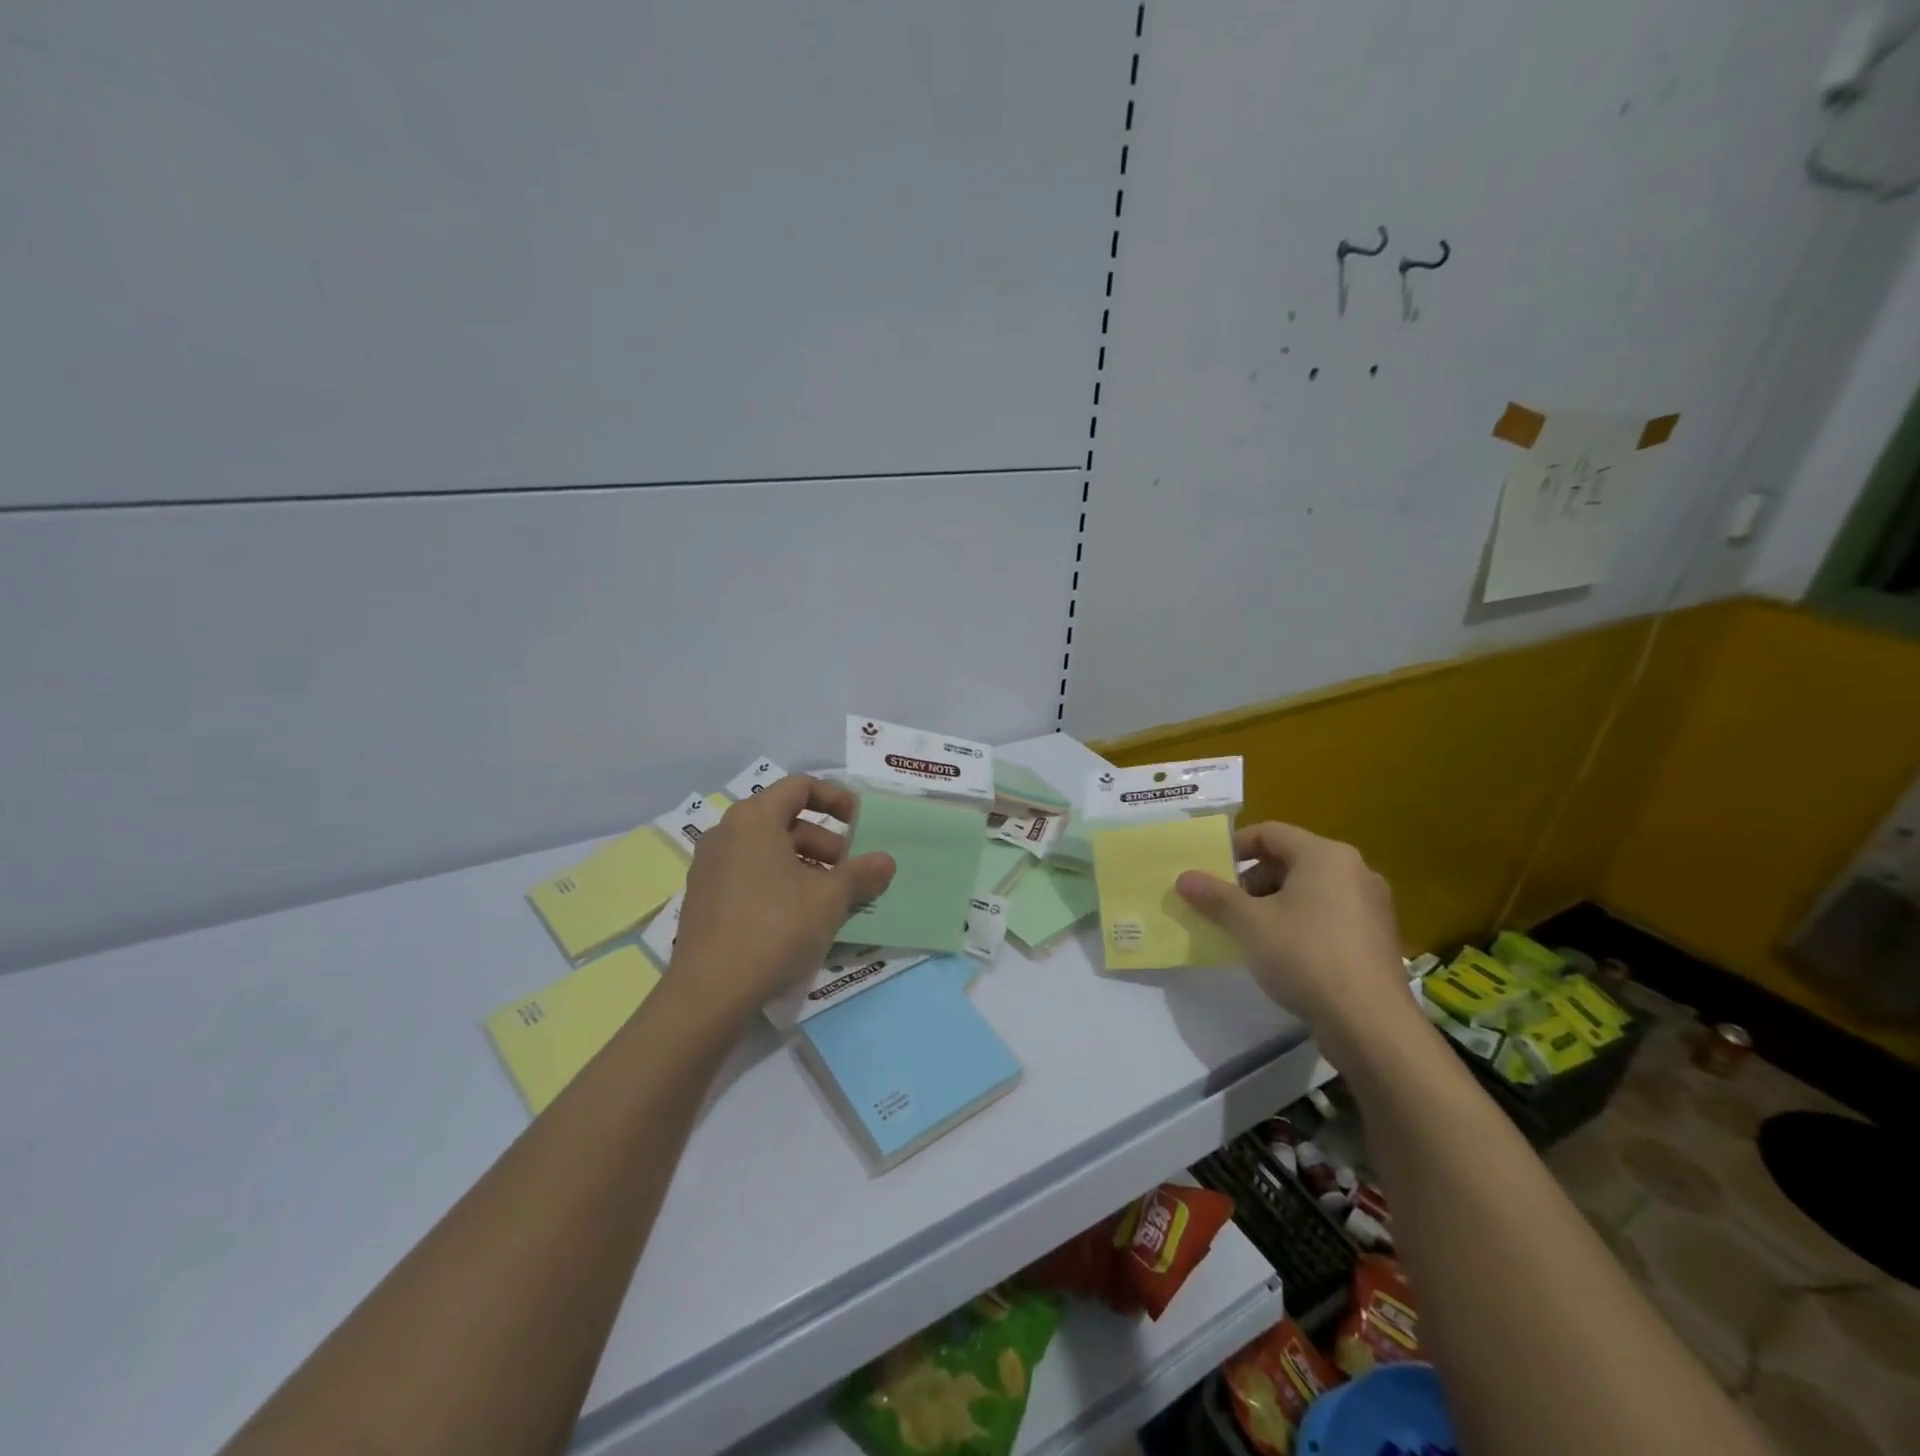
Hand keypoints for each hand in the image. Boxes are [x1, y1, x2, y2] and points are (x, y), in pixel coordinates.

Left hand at [669, 776, 894, 1027]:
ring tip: (830, 899)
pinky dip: (779, 883)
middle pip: (784, 820)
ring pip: (767, 851)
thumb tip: (886, 861)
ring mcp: (709, 867)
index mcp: (754, 819)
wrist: (711, 990)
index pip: (799, 787)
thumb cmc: (776, 926)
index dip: (835, 798)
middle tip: (848, 871)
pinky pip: (749, 875)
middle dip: (823, 841)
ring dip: (804, 865)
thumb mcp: (831, 898)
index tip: (860, 822)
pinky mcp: (704, 900)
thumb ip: (862, 874)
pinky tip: (799, 918)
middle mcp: (726, 833)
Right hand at [1175, 822, 1411, 1063]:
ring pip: (1310, 889)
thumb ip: (1215, 896)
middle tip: (1225, 905)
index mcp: (1325, 855)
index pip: (1270, 833)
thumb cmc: (1305, 956)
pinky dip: (1300, 922)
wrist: (1371, 1024)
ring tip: (1249, 931)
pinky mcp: (1376, 938)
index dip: (1234, 847)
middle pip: (1291, 860)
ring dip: (1274, 903)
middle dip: (1252, 880)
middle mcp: (1354, 870)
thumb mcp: (1249, 924)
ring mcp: (1371, 905)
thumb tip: (1184, 877)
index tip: (1210, 870)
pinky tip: (1282, 952)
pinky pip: (1329, 914)